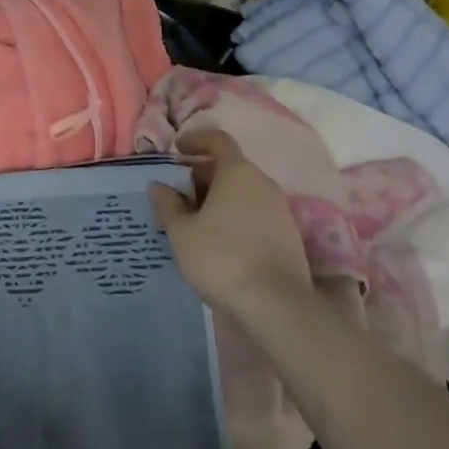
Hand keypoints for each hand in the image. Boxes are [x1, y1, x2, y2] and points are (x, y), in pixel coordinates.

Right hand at [150, 128, 312, 316]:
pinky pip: (257, 214)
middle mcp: (263, 182)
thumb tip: (158, 186)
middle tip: (180, 194)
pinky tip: (222, 243)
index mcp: (238, 171)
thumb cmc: (223, 259)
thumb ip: (168, 205)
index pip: (217, 139)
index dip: (196, 139)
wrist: (279, 308)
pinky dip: (237, 218)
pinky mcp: (290, 238)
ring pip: (244, 192)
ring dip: (220, 199)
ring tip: (198, 222)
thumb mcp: (182, 233)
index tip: (178, 149)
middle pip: (230, 166)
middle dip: (203, 175)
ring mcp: (281, 210)